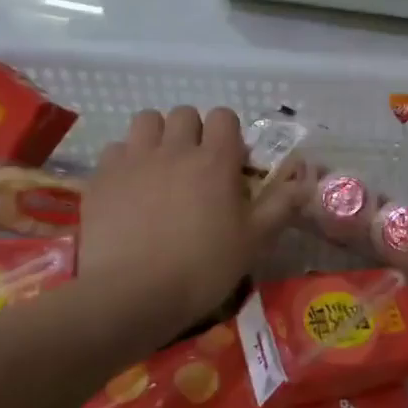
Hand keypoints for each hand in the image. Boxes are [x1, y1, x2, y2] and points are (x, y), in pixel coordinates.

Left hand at [79, 107, 303, 336]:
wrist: (132, 294)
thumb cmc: (204, 266)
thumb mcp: (254, 240)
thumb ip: (281, 205)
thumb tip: (307, 180)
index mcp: (216, 160)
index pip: (224, 117)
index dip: (229, 134)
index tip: (231, 162)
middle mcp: (175, 149)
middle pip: (184, 113)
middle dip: (193, 131)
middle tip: (196, 165)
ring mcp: (134, 160)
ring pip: (147, 121)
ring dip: (158, 135)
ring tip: (162, 166)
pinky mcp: (101, 178)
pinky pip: (115, 149)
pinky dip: (126, 160)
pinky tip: (131, 187)